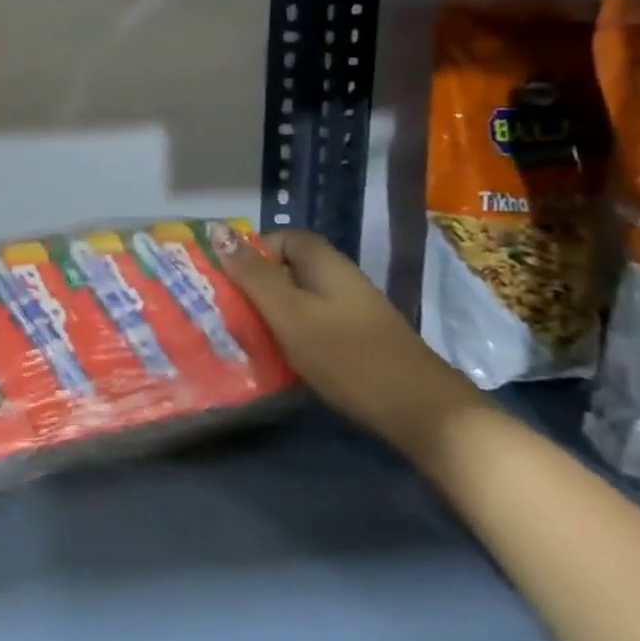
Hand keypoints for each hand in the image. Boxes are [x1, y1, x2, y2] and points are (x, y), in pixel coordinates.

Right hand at [216, 230, 485, 456]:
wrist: (421, 411)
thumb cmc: (346, 354)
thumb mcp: (288, 312)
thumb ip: (252, 274)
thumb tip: (218, 230)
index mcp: (325, 263)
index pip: (281, 238)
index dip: (252, 253)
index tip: (228, 279)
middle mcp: (340, 279)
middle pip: (288, 269)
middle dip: (256, 285)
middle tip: (228, 310)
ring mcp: (353, 310)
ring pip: (299, 299)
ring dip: (272, 313)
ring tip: (246, 335)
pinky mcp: (359, 340)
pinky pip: (314, 324)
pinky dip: (293, 334)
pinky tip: (281, 357)